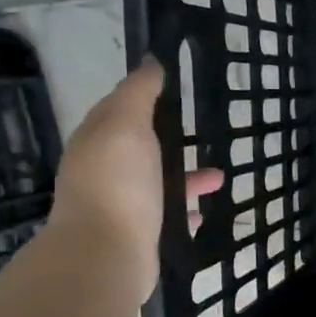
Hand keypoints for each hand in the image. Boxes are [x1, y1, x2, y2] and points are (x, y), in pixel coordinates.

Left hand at [48, 59, 222, 300]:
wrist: (107, 254)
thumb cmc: (119, 182)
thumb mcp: (127, 125)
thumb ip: (139, 93)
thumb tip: (150, 61)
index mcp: (96, 141)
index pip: (117, 109)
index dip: (143, 96)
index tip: (174, 87)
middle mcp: (102, 171)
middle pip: (139, 147)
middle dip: (168, 138)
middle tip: (200, 131)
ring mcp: (119, 205)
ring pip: (156, 182)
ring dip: (185, 176)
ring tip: (219, 177)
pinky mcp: (137, 234)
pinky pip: (165, 215)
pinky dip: (183, 209)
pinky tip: (202, 212)